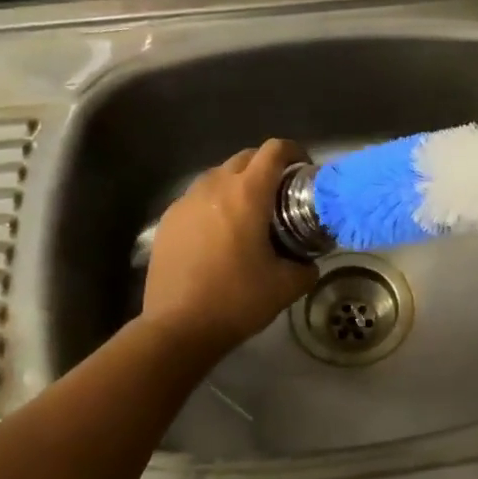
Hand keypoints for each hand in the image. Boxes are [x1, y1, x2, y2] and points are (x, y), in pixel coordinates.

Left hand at [142, 139, 316, 355]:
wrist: (178, 327)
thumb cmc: (237, 300)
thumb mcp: (286, 286)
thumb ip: (306, 268)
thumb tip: (310, 263)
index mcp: (247, 194)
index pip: (274, 151)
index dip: (294, 153)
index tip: (304, 172)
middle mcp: (214, 187)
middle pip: (245, 157)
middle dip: (267, 167)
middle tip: (281, 195)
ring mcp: (186, 202)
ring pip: (218, 176)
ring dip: (238, 184)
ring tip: (249, 214)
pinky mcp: (168, 220)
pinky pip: (197, 198)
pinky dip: (214, 204)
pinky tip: (219, 235)